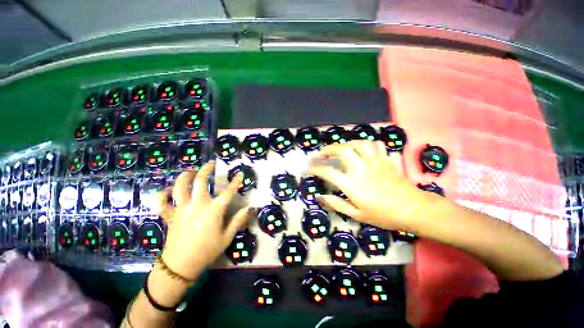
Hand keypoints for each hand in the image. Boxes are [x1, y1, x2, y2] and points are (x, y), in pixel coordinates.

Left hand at [156, 162, 250, 279]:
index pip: (227, 192)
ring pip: (180, 186)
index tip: (239, 174)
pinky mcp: (170, 216)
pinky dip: (162, 194)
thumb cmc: (207, 251)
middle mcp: (197, 205)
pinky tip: (168, 191)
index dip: (235, 181)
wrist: (180, 267)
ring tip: (191, 171)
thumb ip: (238, 220)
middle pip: (201, 182)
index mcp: (213, 211)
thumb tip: (249, 208)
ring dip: (186, 176)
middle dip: (206, 170)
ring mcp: (181, 209)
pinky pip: (162, 202)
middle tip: (210, 164)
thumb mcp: (227, 237)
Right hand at [310, 140, 430, 230]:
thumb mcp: (357, 214)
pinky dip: (366, 144)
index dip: (316, 169)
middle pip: (341, 149)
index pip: (328, 172)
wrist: (413, 209)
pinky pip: (375, 145)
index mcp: (351, 184)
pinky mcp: (385, 159)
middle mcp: (360, 168)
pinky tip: (363, 150)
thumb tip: (320, 197)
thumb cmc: (384, 215)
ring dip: (346, 144)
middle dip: (329, 149)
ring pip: (358, 143)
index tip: (311, 168)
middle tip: (323, 154)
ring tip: (341, 149)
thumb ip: (337, 204)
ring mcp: (374, 161)